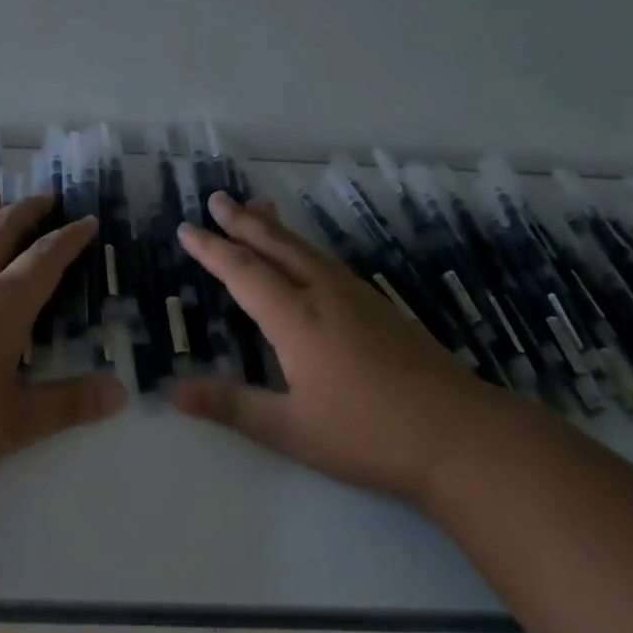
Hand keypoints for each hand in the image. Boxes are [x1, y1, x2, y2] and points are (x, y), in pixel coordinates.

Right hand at [171, 193, 502, 503]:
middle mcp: (324, 295)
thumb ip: (231, 406)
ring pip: (307, 249)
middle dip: (243, 222)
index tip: (187, 229)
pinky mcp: (381, 306)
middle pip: (276, 246)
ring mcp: (357, 297)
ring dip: (276, 228)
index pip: (243, 272)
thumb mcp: (291, 429)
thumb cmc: (368, 434)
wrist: (459, 434)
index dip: (212, 249)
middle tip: (218, 198)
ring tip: (258, 207)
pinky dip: (303, 246)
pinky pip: (328, 261)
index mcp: (297, 319)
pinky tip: (307, 256)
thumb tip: (172, 392)